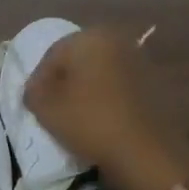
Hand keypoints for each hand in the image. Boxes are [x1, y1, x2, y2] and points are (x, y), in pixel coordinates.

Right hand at [23, 27, 188, 189]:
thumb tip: (35, 89)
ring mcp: (141, 60)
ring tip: (77, 117)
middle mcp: (118, 40)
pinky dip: (108, 98)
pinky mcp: (156, 83)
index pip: (52, 55)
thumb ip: (33, 92)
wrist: (147, 152)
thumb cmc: (91, 122)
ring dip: (87, 90)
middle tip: (53, 109)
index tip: (33, 104)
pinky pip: (120, 86)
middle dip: (64, 82)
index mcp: (90, 37)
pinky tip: (102, 120)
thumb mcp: (47, 109)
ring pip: (101, 73)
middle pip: (79, 61)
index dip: (38, 80)